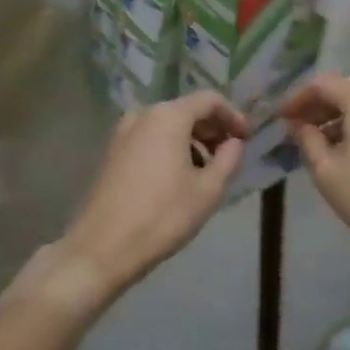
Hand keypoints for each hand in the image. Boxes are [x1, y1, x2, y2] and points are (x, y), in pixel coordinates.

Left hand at [59, 92, 247, 299]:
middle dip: (212, 129)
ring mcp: (123, 133)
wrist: (102, 249)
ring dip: (192, 141)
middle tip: (230, 155)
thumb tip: (234, 143)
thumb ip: (229, 158)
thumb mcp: (208, 189)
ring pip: (168, 126)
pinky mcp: (112, 153)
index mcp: (168, 117)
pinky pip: (150, 139)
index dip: (233, 116)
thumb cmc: (163, 216)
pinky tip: (180, 178)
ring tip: (207, 171)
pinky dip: (171, 149)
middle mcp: (143, 115)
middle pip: (187, 110)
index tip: (246, 139)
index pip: (210, 100)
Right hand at [281, 73, 349, 265]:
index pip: (322, 84)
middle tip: (290, 131)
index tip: (279, 118)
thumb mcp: (325, 168)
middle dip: (314, 109)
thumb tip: (297, 124)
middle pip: (342, 93)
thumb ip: (306, 138)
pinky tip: (335, 152)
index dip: (297, 98)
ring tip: (309, 144)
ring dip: (331, 121)